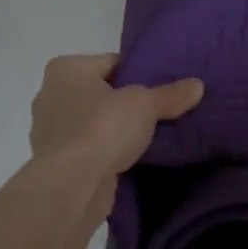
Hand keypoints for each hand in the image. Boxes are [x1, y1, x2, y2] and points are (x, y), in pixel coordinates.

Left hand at [30, 54, 204, 178]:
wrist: (73, 185)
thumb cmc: (103, 128)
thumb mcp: (145, 105)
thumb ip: (170, 94)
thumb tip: (198, 85)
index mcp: (66, 69)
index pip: (112, 62)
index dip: (139, 73)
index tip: (162, 87)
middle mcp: (50, 94)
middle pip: (101, 92)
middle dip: (126, 102)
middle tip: (158, 111)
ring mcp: (49, 130)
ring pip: (93, 121)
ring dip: (114, 129)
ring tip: (147, 136)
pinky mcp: (55, 161)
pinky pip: (88, 147)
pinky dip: (104, 151)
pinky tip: (127, 158)